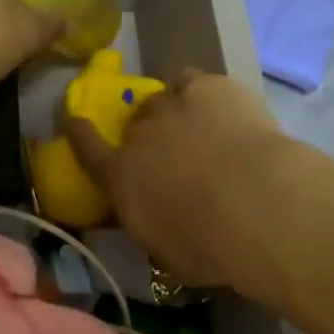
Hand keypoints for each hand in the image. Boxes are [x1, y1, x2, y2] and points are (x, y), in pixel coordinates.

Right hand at [67, 70, 295, 301]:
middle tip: (172, 151)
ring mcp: (172, 104)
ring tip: (199, 126)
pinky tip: (223, 107)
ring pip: (162, 98)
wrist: (259, 206)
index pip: (88, 149)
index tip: (74, 121)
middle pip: (135, 123)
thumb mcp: (166, 252)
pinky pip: (194, 81)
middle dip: (147, 135)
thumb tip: (154, 215)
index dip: (79, 133)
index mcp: (121, 177)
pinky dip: (203, 93)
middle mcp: (140, 135)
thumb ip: (150, 224)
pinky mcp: (208, 86)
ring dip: (174, 111)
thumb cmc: (210, 247)